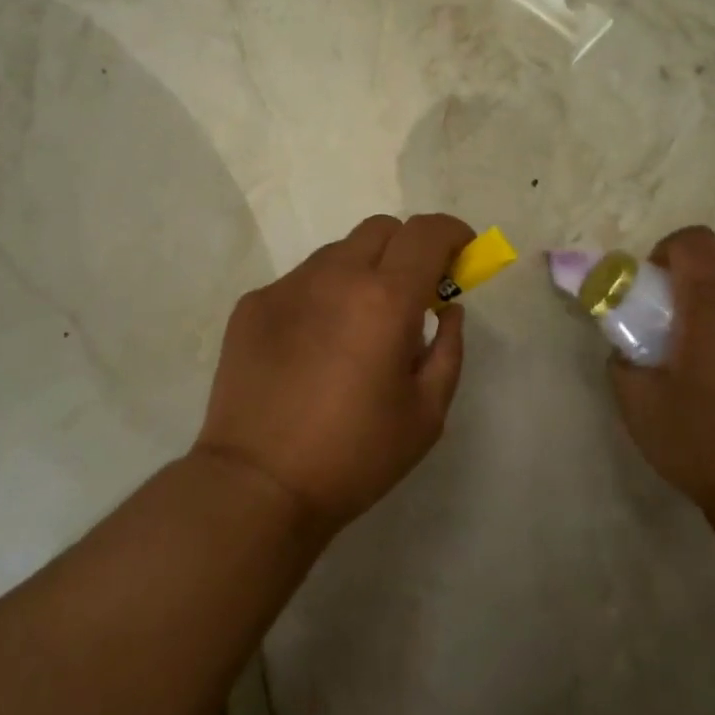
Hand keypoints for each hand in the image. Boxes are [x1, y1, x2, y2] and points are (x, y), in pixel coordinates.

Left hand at [195, 213, 474, 535]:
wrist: (258, 485)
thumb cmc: (355, 455)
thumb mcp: (427, 413)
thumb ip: (448, 348)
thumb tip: (447, 309)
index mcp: (386, 299)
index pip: (427, 232)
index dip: (453, 233)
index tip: (461, 254)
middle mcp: (335, 276)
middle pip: (381, 229)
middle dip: (408, 249)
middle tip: (410, 295)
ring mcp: (287, 286)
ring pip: (338, 253)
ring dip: (362, 272)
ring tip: (356, 327)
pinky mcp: (253, 304)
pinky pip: (301, 282)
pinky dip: (321, 297)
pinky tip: (312, 347)